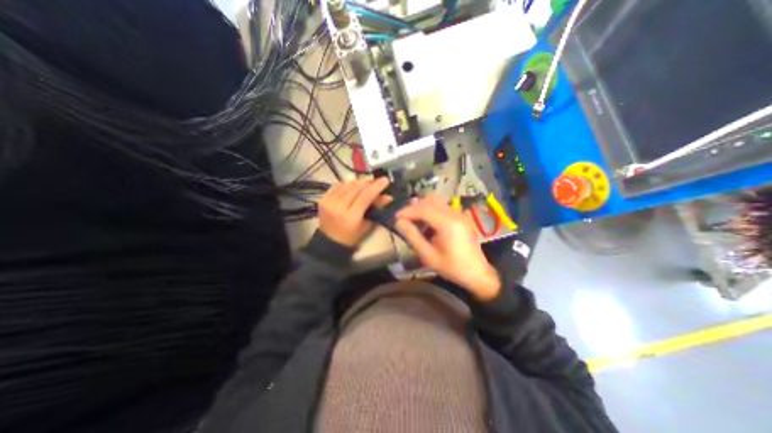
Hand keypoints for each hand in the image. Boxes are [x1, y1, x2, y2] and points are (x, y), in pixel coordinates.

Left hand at [320, 178, 392, 245]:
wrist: (330, 242)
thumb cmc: (352, 236)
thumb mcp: (367, 225)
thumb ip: (377, 209)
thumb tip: (388, 196)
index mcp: (351, 217)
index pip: (366, 196)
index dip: (376, 186)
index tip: (385, 180)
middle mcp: (339, 207)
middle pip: (356, 188)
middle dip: (368, 182)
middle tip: (376, 181)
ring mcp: (329, 202)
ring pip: (347, 184)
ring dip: (358, 182)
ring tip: (365, 183)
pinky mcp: (323, 199)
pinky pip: (337, 186)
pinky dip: (347, 184)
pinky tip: (352, 186)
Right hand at [397, 195, 501, 298]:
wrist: (477, 273)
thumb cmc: (452, 267)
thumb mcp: (428, 256)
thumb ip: (413, 237)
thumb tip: (399, 222)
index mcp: (448, 224)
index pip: (424, 209)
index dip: (408, 211)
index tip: (396, 217)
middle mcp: (455, 214)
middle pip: (430, 200)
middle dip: (415, 207)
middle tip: (405, 219)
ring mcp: (460, 213)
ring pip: (437, 200)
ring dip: (423, 207)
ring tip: (415, 220)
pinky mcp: (461, 216)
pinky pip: (443, 206)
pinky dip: (432, 210)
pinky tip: (428, 223)